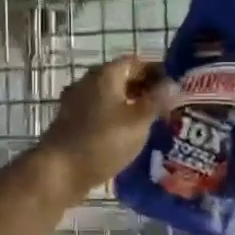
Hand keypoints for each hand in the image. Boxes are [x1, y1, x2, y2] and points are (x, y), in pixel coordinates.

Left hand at [34, 56, 176, 202]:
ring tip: (153, 122)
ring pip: (110, 98)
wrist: (58, 172)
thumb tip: (175, 84)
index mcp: (105, 74)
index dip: (157, 71)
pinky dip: (116, 119)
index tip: (175, 86)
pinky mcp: (72, 123)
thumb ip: (158, 100)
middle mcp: (88, 82)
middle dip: (145, 89)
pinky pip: (100, 114)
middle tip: (168, 105)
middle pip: (122, 78)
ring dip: (131, 106)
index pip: (136, 62)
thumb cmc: (102, 141)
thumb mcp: (138, 121)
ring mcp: (77, 103)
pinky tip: (129, 136)